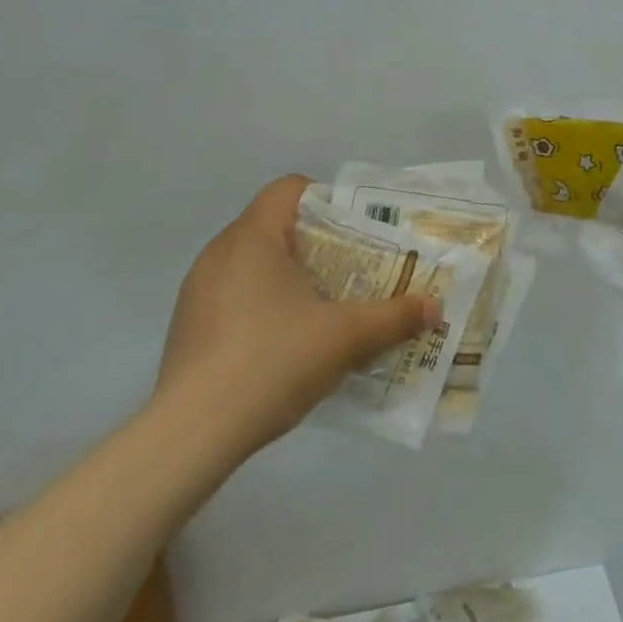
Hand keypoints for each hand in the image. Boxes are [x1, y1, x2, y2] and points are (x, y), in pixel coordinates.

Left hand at [156, 176, 440, 457]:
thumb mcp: (346, 338)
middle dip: (317, 245)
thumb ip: (393, 317)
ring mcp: (197, 291)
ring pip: (252, 265)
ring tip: (322, 310)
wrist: (194, 432)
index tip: (355, 232)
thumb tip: (434, 307)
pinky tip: (283, 346)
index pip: (289, 189)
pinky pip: (233, 297)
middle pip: (274, 227)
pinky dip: (261, 306)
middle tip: (353, 273)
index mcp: (252, 237)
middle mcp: (219, 253)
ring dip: (288, 278)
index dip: (326, 200)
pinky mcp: (188, 326)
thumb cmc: (273, 361)